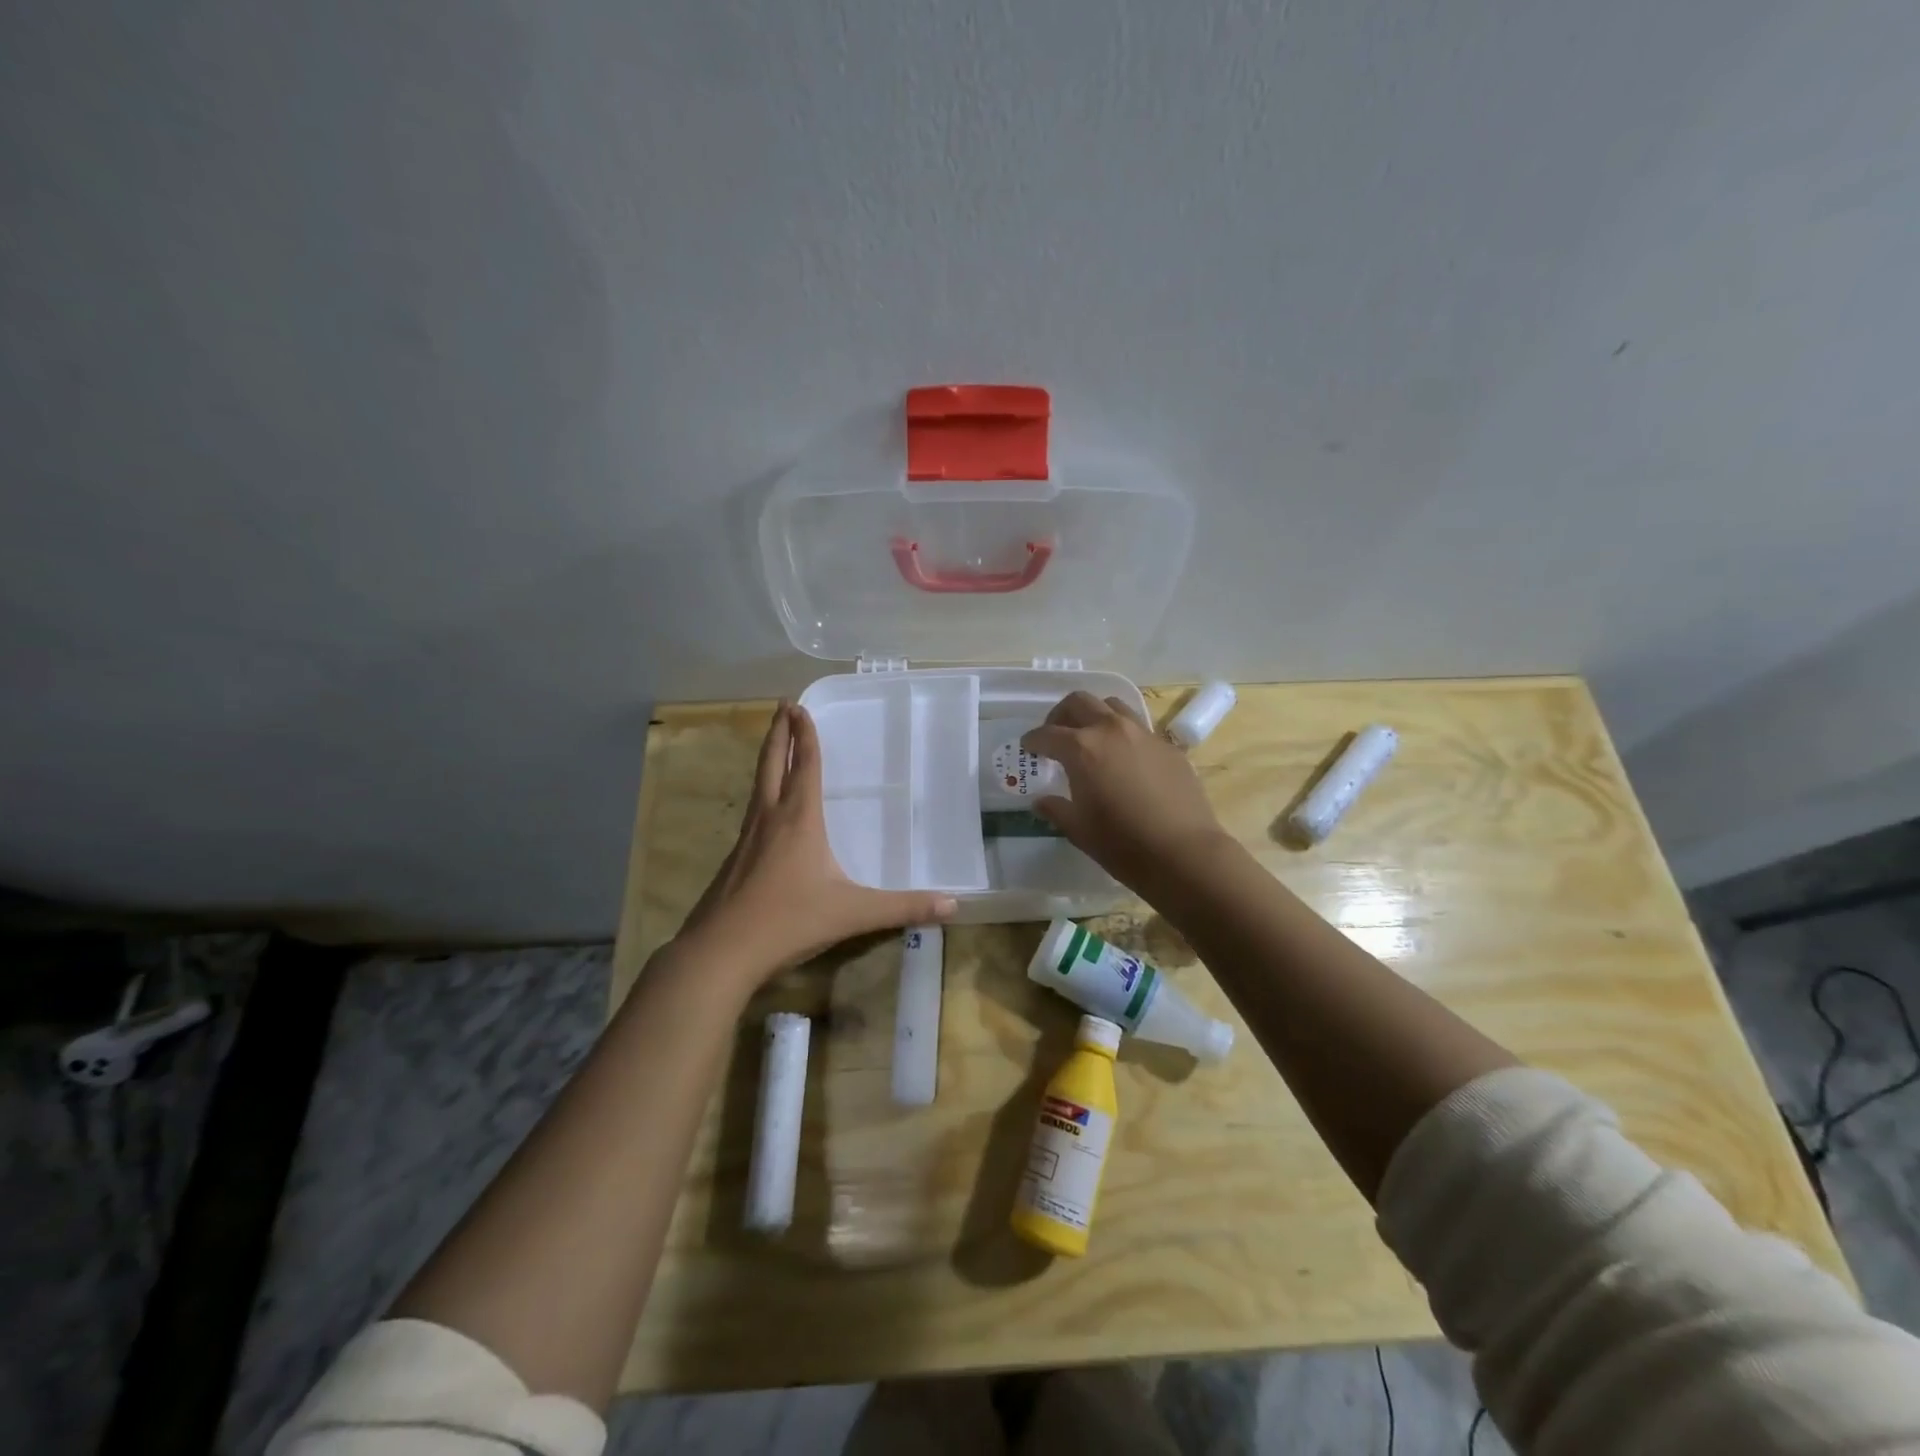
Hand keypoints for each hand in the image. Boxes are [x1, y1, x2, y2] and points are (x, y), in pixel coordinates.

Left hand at [679, 703, 957, 980]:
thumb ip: (903, 907)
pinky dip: (762, 792)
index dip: (805, 735)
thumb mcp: (852, 913)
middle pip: (773, 763)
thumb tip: (953, 904)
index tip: (799, 706)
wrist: (721, 951)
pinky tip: (766, 809)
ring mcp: (747, 838)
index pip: (805, 766)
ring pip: (758, 785)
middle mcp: (770, 819)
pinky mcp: (734, 858)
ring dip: (768, 758)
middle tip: (782, 705)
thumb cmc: (789, 921)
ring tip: (775, 744)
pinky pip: (752, 811)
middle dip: (779, 732)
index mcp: (799, 820)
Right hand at [1022, 692, 1228, 894]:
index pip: (1047, 734)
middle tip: (1056, 735)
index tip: (1028, 748)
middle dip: (1061, 715)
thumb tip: (1042, 801)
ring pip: (1112, 706)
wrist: (1183, 852)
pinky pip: (1139, 728)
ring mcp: (1143, 734)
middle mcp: (1111, 730)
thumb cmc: (1122, 844)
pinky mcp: (1168, 746)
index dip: (1033, 740)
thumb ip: (1057, 809)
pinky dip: (1123, 734)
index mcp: (1082, 748)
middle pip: (1079, 702)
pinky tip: (1124, 759)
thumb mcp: (1079, 830)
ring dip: (1094, 715)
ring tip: (1090, 737)